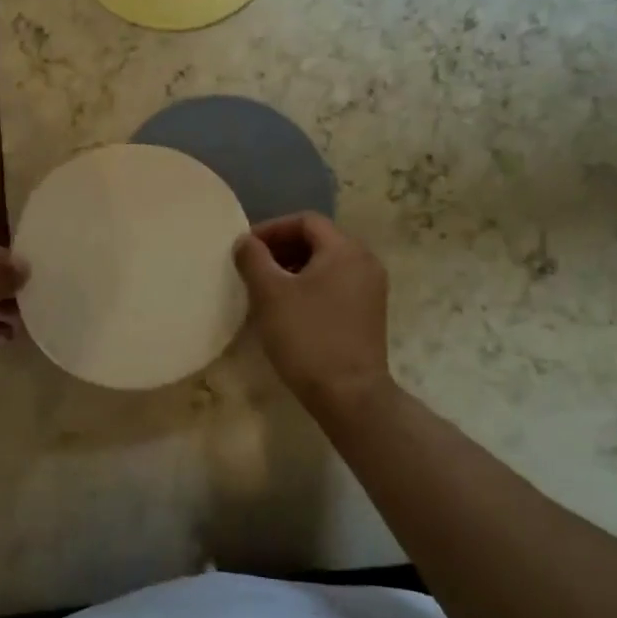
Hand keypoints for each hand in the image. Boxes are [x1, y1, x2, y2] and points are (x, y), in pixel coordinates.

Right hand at [234, 213, 395, 417]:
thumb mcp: (270, 294)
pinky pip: (336, 285)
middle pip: (318, 241)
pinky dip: (310, 287)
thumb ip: (254, 259)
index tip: (246, 248)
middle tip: (252, 267)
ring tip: (265, 288)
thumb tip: (245, 241)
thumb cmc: (307, 337)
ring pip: (326, 264)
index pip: (306, 221)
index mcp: (345, 250)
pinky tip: (288, 308)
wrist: (350, 396)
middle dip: (282, 249)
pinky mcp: (369, 313)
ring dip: (294, 268)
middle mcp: (365, 262)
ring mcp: (371, 289)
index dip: (272, 229)